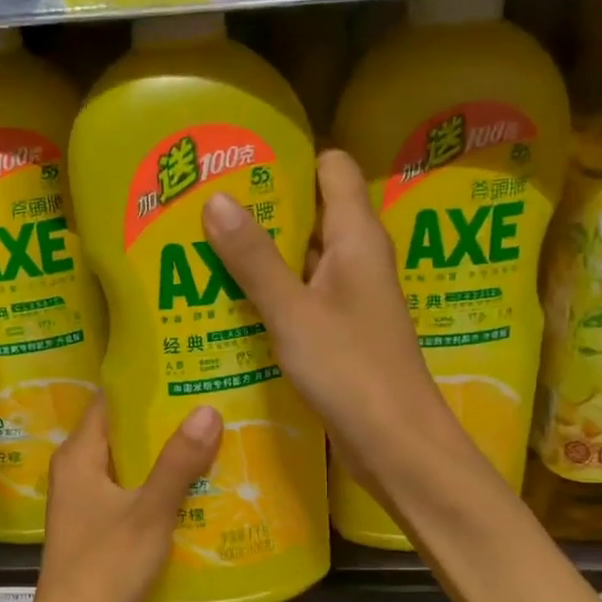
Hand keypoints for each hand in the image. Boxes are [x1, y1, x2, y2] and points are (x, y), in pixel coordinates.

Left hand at [23, 396, 221, 601]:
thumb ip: (178, 462)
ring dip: (164, 454)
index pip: (109, 401)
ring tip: (212, 433)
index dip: (143, 383)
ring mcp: (87, 503)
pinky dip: (159, 485)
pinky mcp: (100, 529)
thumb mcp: (148, 511)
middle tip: (209, 398)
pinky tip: (196, 483)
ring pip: (130, 464)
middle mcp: (78, 472)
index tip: (183, 368)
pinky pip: (132, 493)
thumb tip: (208, 409)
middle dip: (162, 418)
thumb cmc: (104, 567)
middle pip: (121, 431)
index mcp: (78, 456)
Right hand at [201, 149, 460, 500]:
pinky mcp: (342, 330)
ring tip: (204, 243)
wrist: (396, 444)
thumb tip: (215, 199)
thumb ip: (254, 258)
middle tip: (205, 202)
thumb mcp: (292, 312)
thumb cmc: (350, 370)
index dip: (291, 157)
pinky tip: (230, 297)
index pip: (333, 167)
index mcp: (358, 237)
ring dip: (263, 250)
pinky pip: (303, 294)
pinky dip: (272, 289)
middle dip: (264, 204)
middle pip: (313, 210)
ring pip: (304, 256)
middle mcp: (358, 258)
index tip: (239, 158)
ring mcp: (351, 296)